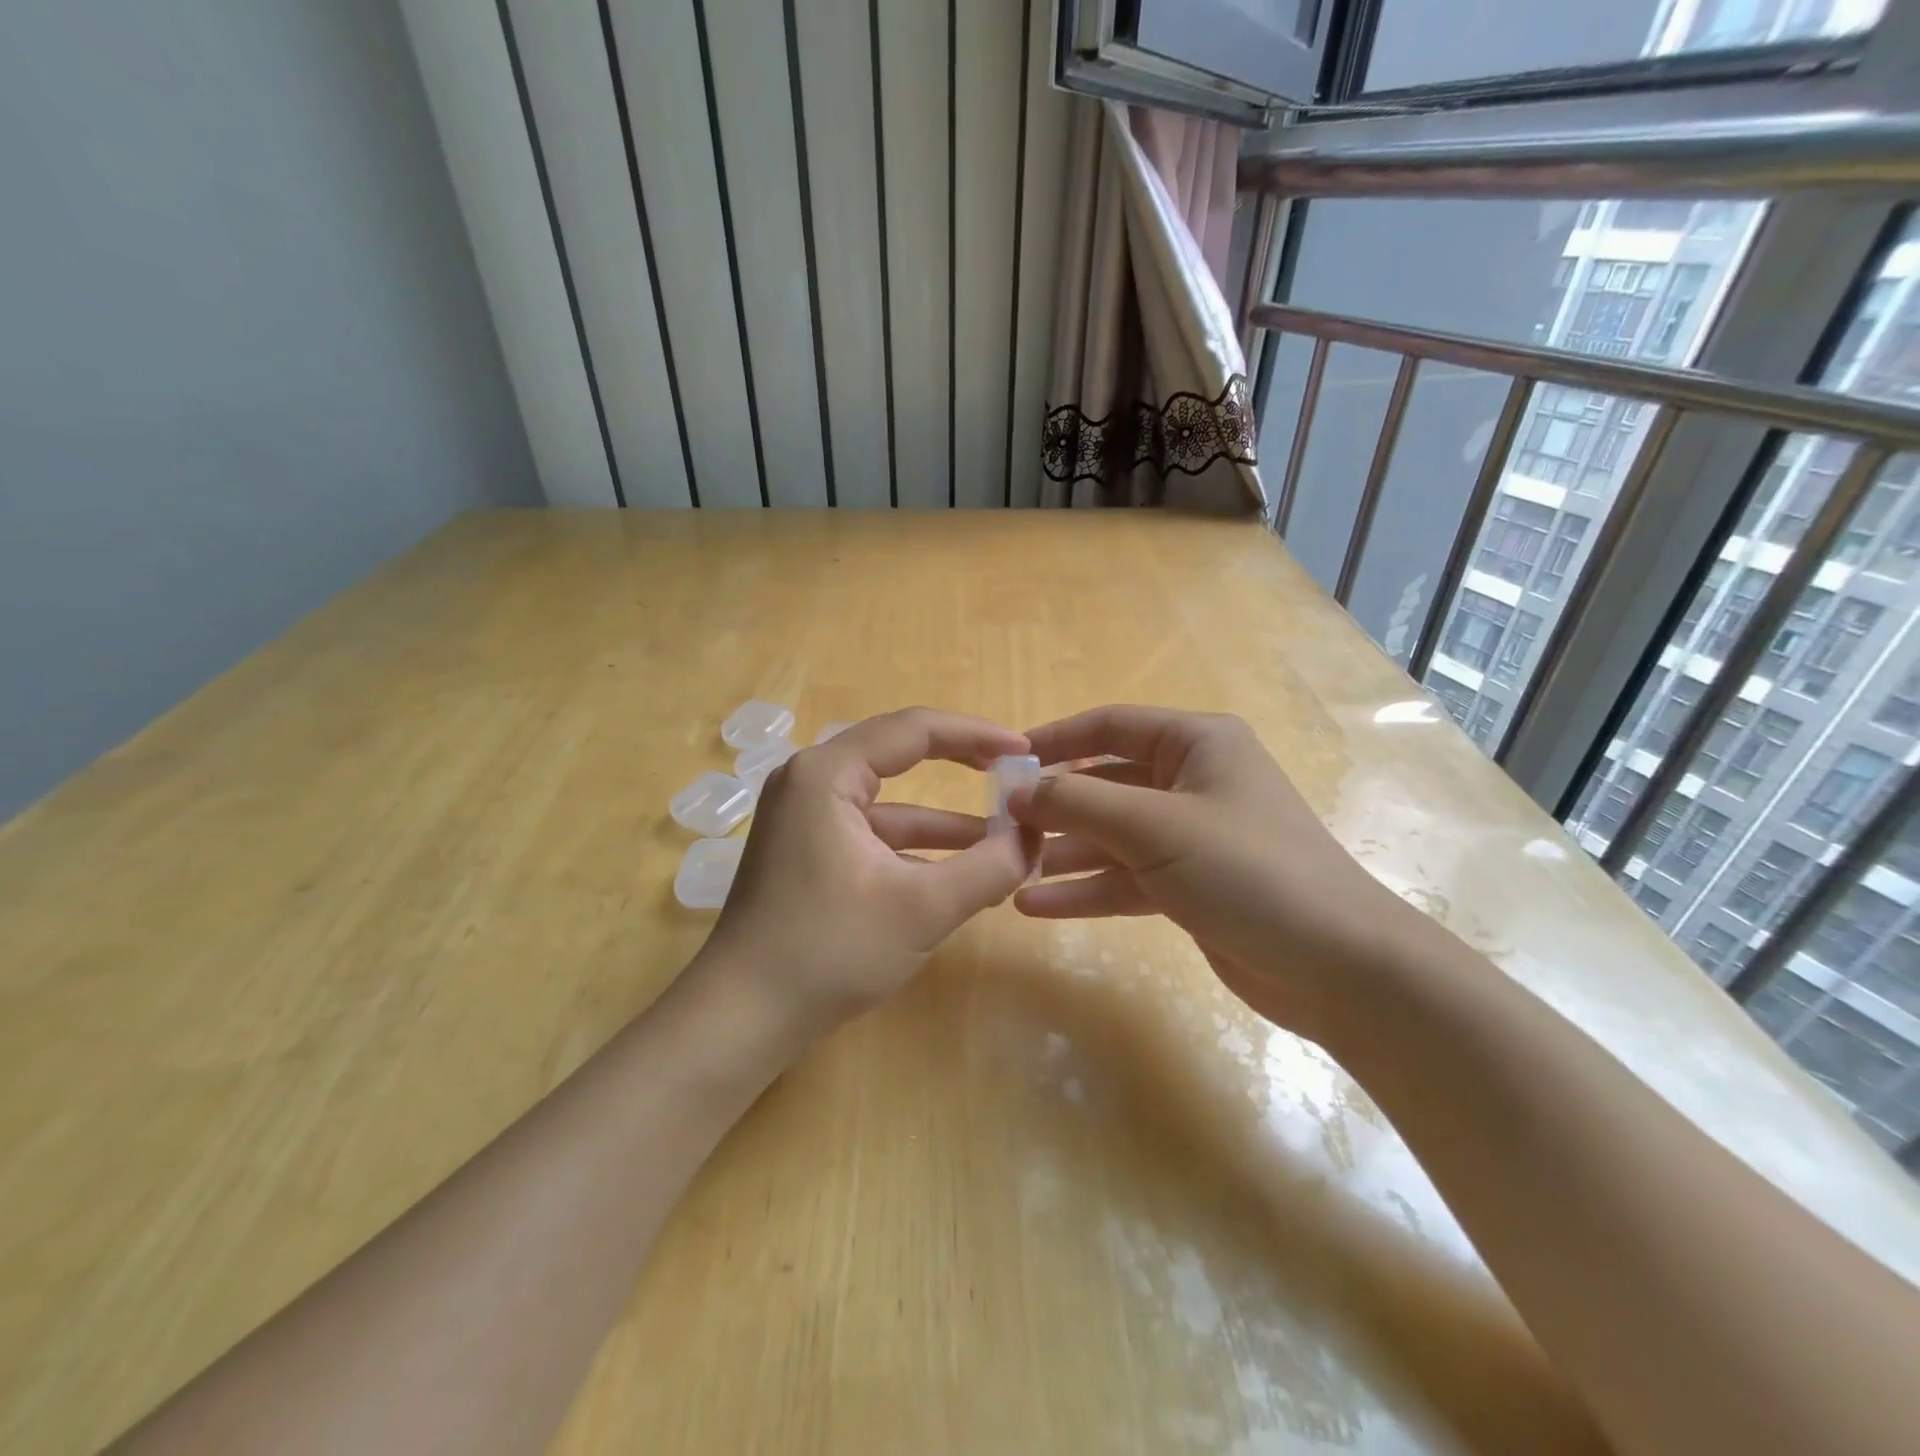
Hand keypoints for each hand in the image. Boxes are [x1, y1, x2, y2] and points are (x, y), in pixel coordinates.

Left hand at [699, 708, 1037, 1040]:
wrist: (743, 1017)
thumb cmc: (830, 951)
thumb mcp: (923, 909)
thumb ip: (989, 867)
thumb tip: (1034, 839)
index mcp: (827, 773)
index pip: (914, 729)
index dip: (976, 734)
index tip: (1025, 750)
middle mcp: (810, 780)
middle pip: (899, 756)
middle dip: (961, 767)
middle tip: (1015, 776)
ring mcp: (804, 816)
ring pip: (889, 802)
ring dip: (944, 822)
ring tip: (1005, 837)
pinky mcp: (806, 850)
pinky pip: (872, 832)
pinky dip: (914, 848)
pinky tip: (958, 870)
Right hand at [1009, 705, 1427, 1036]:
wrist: (1338, 966)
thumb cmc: (1248, 870)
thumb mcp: (1155, 827)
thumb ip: (1079, 803)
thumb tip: (1018, 791)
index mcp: (1197, 744)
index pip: (1110, 726)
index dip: (1055, 740)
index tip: (1003, 761)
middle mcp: (1193, 782)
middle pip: (1106, 784)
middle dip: (1055, 807)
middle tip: (1000, 828)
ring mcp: (1191, 837)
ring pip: (1112, 837)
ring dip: (1063, 854)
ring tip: (1009, 871)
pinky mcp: (1190, 887)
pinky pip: (1126, 878)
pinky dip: (1085, 890)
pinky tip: (1036, 906)